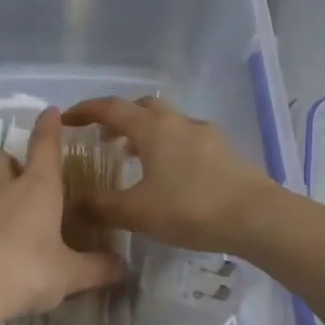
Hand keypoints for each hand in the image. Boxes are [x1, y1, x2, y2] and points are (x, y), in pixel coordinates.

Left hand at [0, 108, 125, 324]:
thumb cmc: (24, 273)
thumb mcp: (69, 276)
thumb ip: (97, 269)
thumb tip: (122, 267)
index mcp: (37, 188)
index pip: (44, 145)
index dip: (49, 126)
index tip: (51, 111)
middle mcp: (3, 188)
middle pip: (2, 158)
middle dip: (12, 160)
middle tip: (24, 177)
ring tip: (5, 209)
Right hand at [62, 96, 280, 251]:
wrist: (257, 217)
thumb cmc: (190, 208)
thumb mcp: (137, 212)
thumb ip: (102, 206)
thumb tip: (74, 204)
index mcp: (152, 128)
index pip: (111, 108)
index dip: (85, 111)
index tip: (66, 119)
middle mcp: (177, 122)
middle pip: (142, 107)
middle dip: (119, 118)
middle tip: (103, 138)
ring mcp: (205, 134)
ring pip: (167, 122)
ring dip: (145, 132)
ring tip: (132, 156)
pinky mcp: (224, 151)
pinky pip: (186, 139)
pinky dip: (168, 146)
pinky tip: (169, 174)